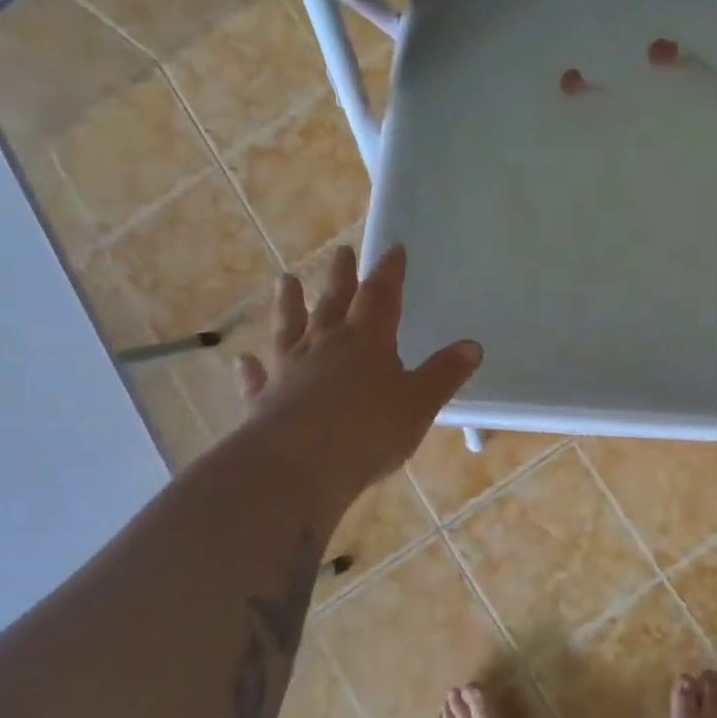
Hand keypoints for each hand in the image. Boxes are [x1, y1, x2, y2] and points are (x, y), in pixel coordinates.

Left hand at [231, 244, 480, 511]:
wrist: (296, 467)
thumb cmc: (368, 431)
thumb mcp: (419, 404)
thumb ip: (444, 374)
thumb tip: (472, 346)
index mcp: (367, 341)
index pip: (381, 295)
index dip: (389, 272)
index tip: (393, 249)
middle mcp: (325, 345)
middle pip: (333, 302)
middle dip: (340, 276)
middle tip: (340, 250)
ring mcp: (289, 370)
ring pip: (289, 328)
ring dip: (289, 304)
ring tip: (286, 281)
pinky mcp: (263, 400)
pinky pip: (258, 378)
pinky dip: (252, 368)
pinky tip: (244, 360)